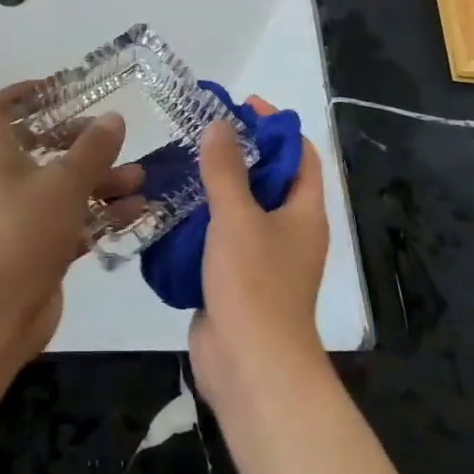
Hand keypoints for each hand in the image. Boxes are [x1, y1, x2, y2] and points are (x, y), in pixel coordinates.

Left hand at [0, 80, 142, 365]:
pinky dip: (99, 216)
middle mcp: (3, 182)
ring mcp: (19, 218)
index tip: (56, 88)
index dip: (21, 93)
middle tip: (109, 137)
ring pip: (61, 188)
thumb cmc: (23, 232)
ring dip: (99, 180)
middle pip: (38, 148)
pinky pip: (72, 222)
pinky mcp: (37, 250)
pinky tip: (136, 213)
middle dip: (77, 141)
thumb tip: (113, 118)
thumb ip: (92, 149)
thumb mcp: (64, 183)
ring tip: (139, 177)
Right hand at [189, 97, 329, 415]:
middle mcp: (289, 231)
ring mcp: (263, 258)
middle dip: (239, 153)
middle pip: (269, 179)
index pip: (301, 154)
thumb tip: (219, 126)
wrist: (250, 368)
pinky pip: (220, 238)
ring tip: (179, 162)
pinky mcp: (236, 280)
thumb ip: (226, 170)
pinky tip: (170, 207)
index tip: (243, 106)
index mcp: (304, 212)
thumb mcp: (238, 218)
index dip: (277, 127)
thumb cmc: (254, 285)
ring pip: (240, 209)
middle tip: (201, 132)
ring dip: (215, 186)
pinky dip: (200, 220)